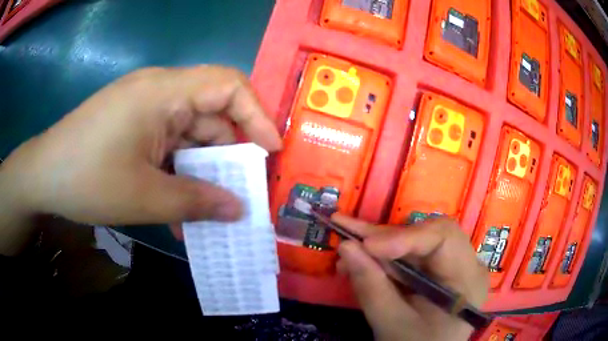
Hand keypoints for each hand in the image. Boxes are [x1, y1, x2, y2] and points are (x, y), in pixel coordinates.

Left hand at [0, 66, 280, 254]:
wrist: (43, 175)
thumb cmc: (87, 179)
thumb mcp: (144, 197)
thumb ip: (196, 203)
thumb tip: (238, 210)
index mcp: (163, 92)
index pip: (228, 85)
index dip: (257, 115)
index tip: (270, 151)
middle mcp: (157, 90)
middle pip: (210, 113)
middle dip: (228, 154)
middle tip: (241, 192)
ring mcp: (144, 107)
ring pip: (188, 134)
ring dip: (199, 171)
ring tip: (207, 211)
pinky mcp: (133, 123)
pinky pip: (167, 143)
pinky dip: (177, 172)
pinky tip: (175, 205)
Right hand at [333, 214, 488, 340]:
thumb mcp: (392, 324)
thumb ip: (371, 287)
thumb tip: (345, 247)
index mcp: (467, 280)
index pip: (444, 238)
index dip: (404, 236)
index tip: (366, 244)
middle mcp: (465, 264)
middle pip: (428, 235)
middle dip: (386, 237)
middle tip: (348, 235)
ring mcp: (452, 265)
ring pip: (415, 241)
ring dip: (379, 245)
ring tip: (347, 249)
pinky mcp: (436, 270)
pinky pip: (410, 255)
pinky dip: (383, 257)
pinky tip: (359, 259)